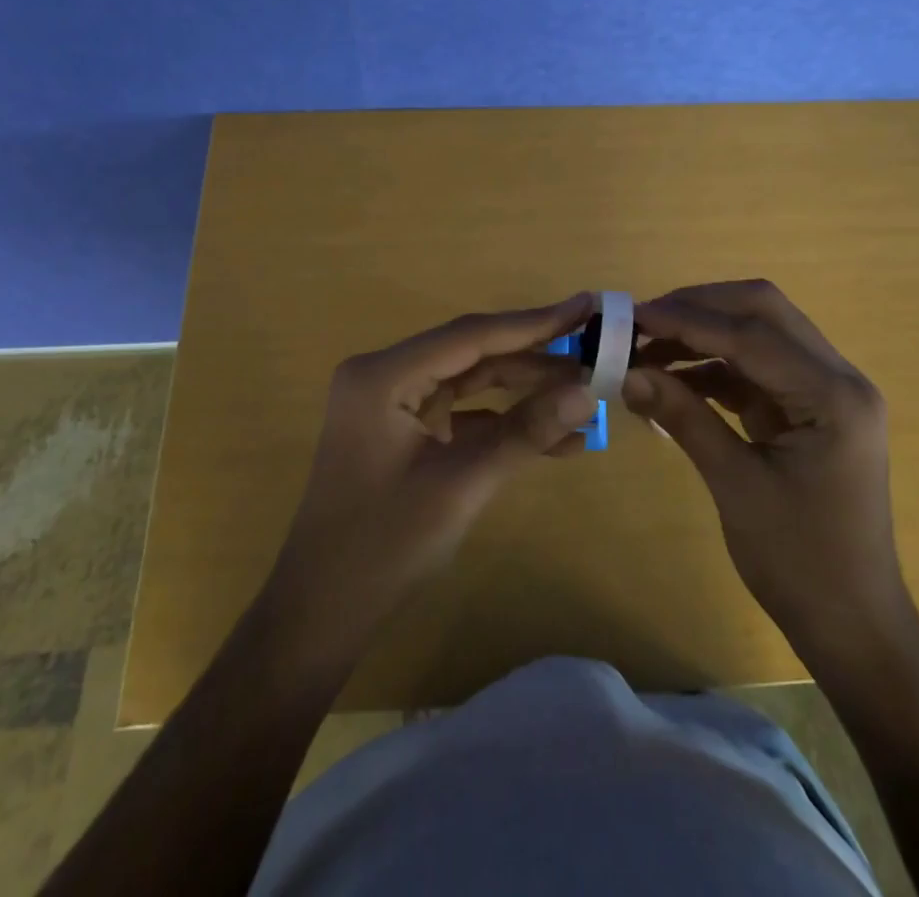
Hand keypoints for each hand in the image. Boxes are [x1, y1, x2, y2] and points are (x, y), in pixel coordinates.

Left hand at [266, 294, 599, 650]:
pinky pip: (461, 413)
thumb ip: (525, 433)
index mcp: (384, 375)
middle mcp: (384, 375)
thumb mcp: (462, 485)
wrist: (323, 612)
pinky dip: (502, 423)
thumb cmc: (384, 547)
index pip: (471, 336)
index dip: (534, 322)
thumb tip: (588, 392)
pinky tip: (556, 437)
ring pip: (471, 382)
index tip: (586, 306)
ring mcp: (392, 402)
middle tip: (596, 353)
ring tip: (587, 395)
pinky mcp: (403, 429)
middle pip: (472, 354)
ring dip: (525, 392)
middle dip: (535, 360)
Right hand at [623, 280, 911, 681]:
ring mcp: (824, 392)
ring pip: (758, 334)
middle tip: (644, 321)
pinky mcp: (806, 410)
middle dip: (700, 308)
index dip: (688, 319)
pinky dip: (712, 366)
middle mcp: (837, 379)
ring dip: (703, 334)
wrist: (853, 625)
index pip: (752, 334)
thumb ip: (684, 417)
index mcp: (833, 395)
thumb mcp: (736, 486)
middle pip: (763, 311)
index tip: (634, 316)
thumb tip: (626, 373)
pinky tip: (671, 378)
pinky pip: (755, 369)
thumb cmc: (802, 563)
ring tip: (647, 347)